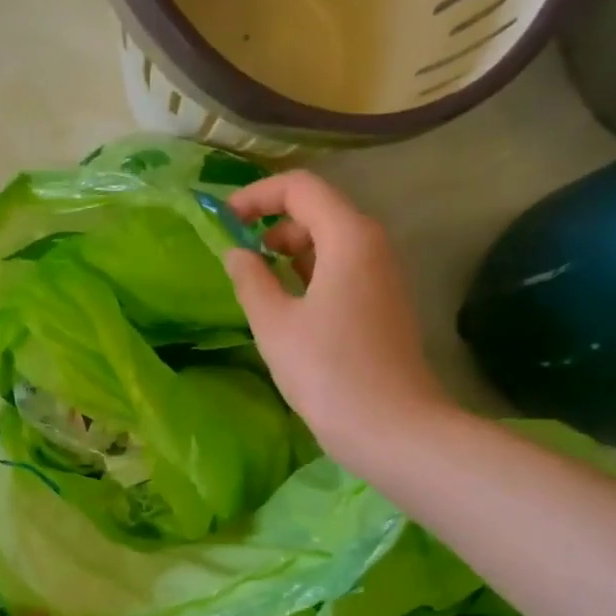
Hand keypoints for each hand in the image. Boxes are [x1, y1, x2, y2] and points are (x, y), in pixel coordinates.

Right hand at [223, 171, 450, 472]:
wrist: (391, 428)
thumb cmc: (328, 372)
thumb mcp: (275, 325)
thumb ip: (251, 280)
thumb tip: (237, 253)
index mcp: (349, 237)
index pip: (300, 188)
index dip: (257, 197)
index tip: (224, 222)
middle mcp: (373, 245)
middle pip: (319, 211)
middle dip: (273, 225)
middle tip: (240, 260)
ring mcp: (384, 277)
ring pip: (331, 244)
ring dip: (291, 253)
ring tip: (259, 286)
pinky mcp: (385, 306)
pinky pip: (343, 272)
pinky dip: (311, 276)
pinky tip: (289, 309)